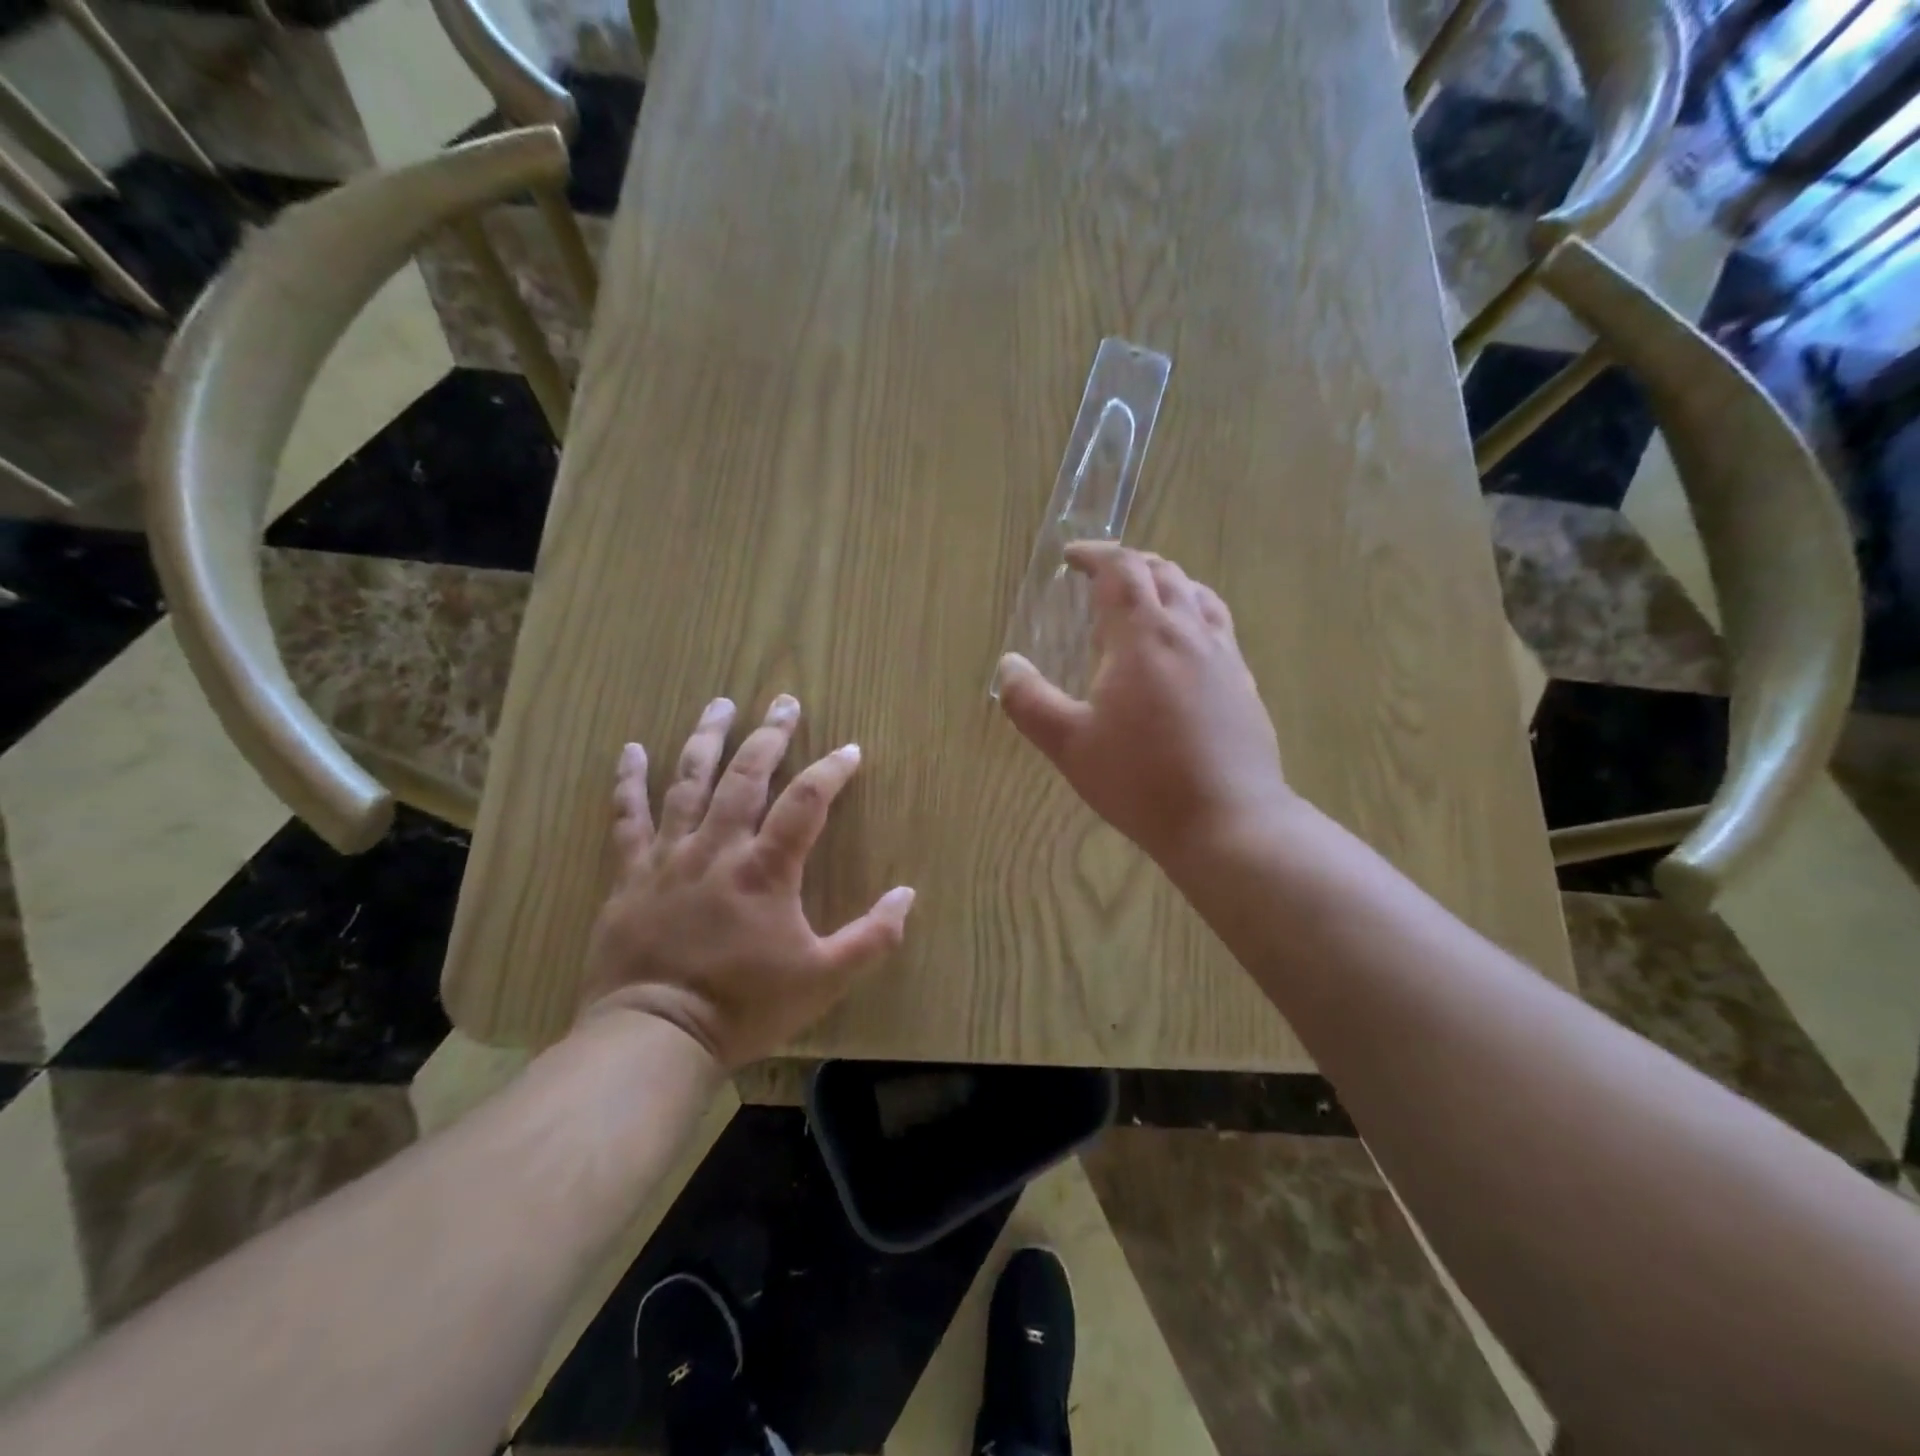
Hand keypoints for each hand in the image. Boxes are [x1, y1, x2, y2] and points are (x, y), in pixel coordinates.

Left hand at [578, 695, 915, 1070]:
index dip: (832, 770)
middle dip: (769, 735)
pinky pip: (628, 817)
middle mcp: (718, 847)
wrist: (654, 1037)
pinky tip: (630, 750)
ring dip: (707, 739)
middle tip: (784, 703)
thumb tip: (908, 894)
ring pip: (688, 782)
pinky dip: (628, 781)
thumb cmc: (744, 1007)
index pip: (807, 801)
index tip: (849, 750)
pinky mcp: (631, 874)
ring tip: (720, 704)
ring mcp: (670, 856)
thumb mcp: (823, 979)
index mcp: (766, 868)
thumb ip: (872, 937)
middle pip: (747, 775)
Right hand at [996, 543, 1292, 868]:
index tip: (1071, 557)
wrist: (1227, 821)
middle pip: (1162, 572)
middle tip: (1100, 578)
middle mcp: (1188, 632)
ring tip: (1143, 600)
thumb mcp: (1069, 745)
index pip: (1121, 570)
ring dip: (1166, 583)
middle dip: (1128, 564)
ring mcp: (1223, 655)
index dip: (1094, 555)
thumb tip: (1008, 665)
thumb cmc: (1140, 780)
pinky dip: (1193, 613)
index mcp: (1143, 636)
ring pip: (1197, 594)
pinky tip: (1183, 647)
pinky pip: (1218, 625)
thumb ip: (1029, 702)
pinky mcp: (1244, 682)